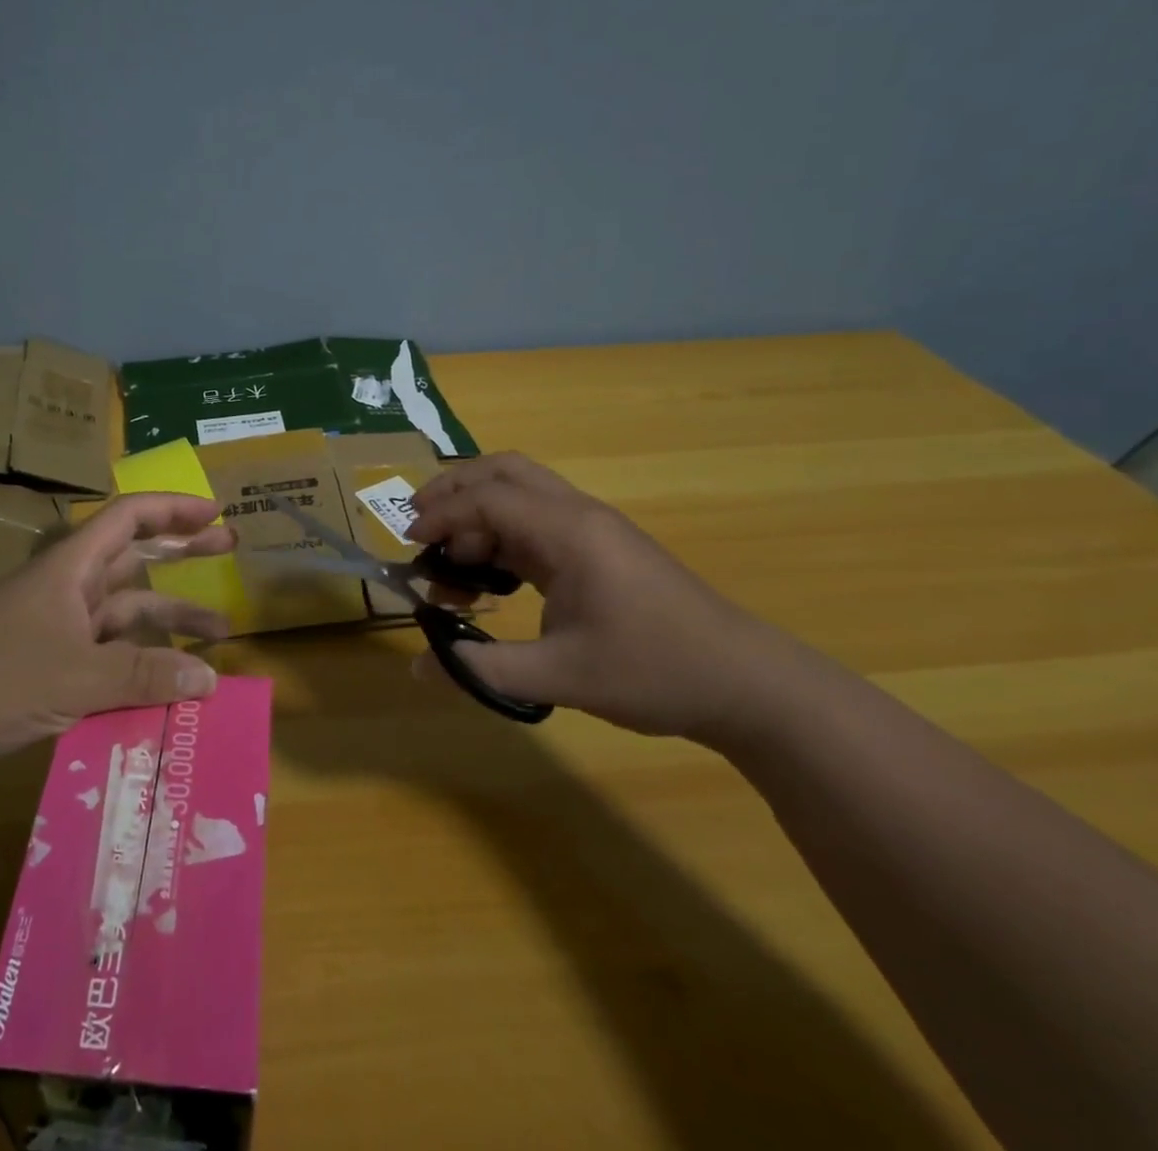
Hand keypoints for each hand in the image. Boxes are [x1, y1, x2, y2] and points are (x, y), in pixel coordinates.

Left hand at [0, 492, 234, 774]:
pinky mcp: (48, 665)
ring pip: (125, 612)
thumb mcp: (75, 677)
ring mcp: (57, 628)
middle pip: (134, 558)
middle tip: (230, 547)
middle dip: (183, 552)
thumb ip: (144, 676)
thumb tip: (210, 678)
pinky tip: (166, 681)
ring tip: (220, 634)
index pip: (129, 517)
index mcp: (71, 567)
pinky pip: (107, 652)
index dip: (173, 508)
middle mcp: (67, 589)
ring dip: (169, 618)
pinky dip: (139, 660)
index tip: (215, 513)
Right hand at [405, 453, 807, 744]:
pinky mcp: (598, 550)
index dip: (441, 514)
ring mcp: (591, 530)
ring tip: (451, 561)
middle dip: (454, 490)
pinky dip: (500, 534)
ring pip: (521, 492)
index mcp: (569, 531)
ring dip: (477, 513)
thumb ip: (484, 668)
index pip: (488, 498)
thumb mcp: (561, 676)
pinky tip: (490, 577)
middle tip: (419, 526)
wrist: (747, 685)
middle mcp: (578, 515)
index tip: (409, 545)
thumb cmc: (655, 671)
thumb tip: (418, 666)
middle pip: (504, 471)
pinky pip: (535, 521)